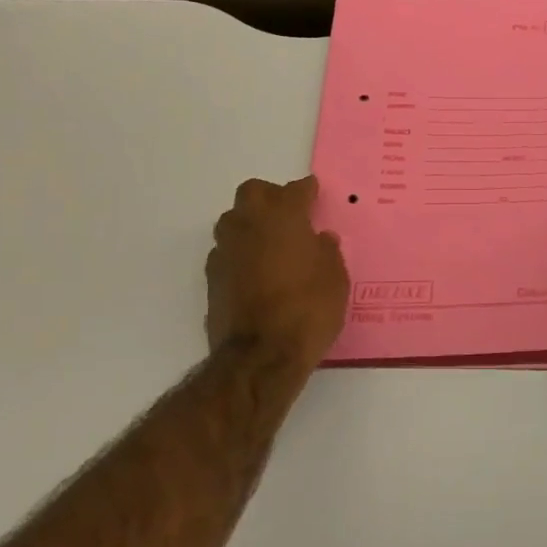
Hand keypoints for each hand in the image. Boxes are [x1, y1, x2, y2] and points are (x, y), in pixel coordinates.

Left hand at [206, 176, 348, 366]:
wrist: (261, 355)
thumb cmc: (308, 309)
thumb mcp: (335, 279)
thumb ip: (327, 252)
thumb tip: (320, 239)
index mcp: (283, 216)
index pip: (295, 190)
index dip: (307, 190)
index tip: (313, 192)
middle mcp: (249, 224)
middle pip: (253, 193)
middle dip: (271, 197)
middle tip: (289, 214)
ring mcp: (225, 250)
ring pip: (234, 220)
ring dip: (251, 224)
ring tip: (271, 243)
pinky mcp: (212, 277)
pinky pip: (227, 252)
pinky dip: (241, 254)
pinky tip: (256, 272)